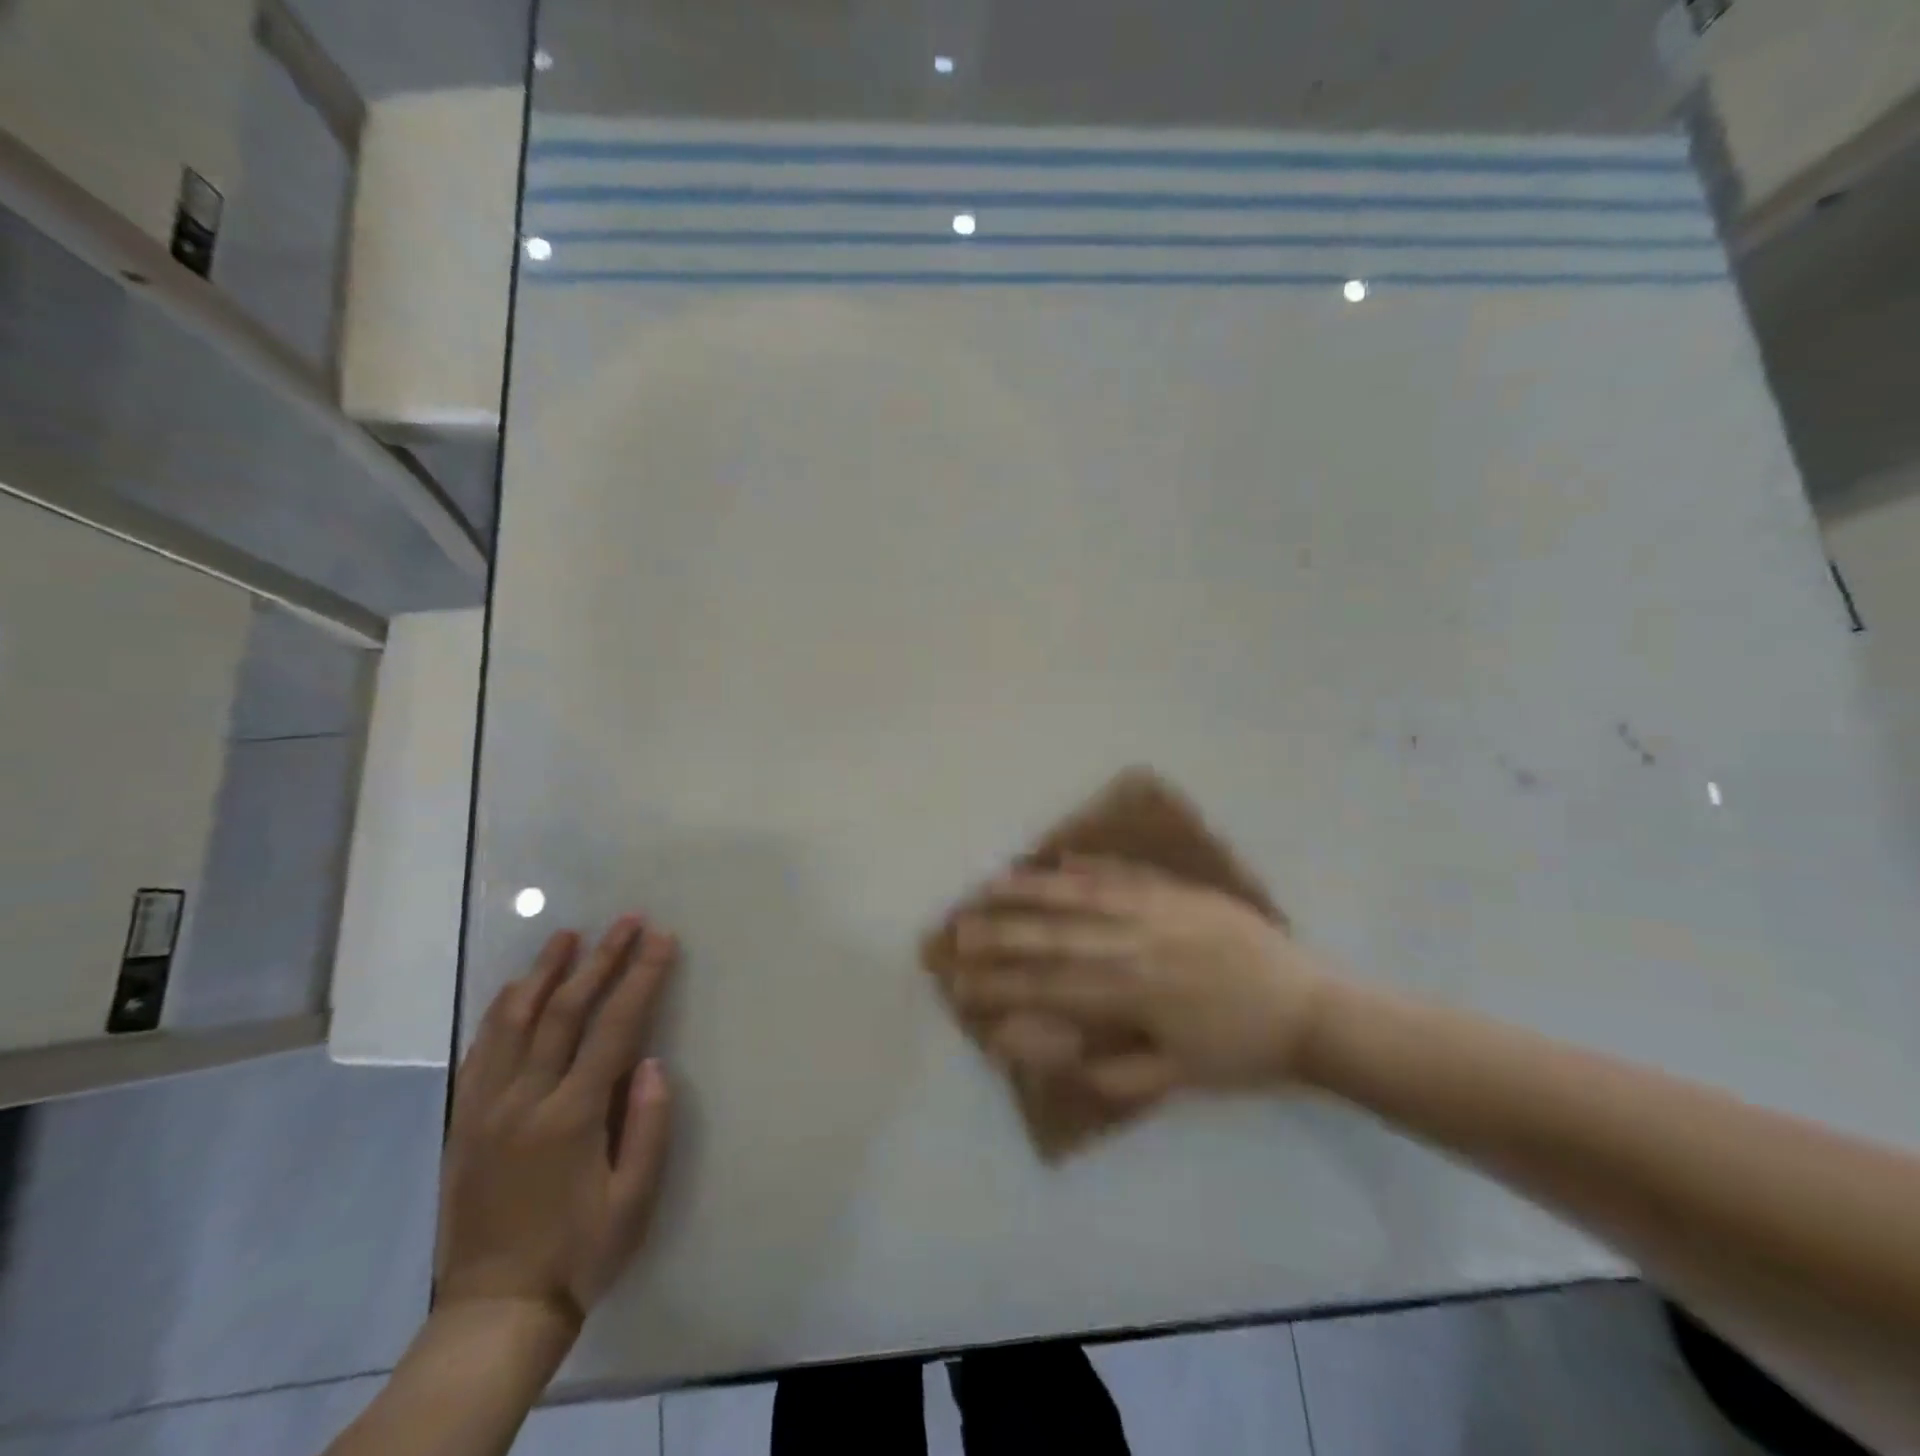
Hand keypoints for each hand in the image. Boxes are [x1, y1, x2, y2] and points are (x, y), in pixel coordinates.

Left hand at [436, 915, 677, 1337]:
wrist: (495, 1310)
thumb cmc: (580, 1251)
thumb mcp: (634, 1200)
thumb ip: (648, 1125)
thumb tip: (654, 1062)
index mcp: (572, 1116)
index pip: (615, 1027)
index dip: (641, 977)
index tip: (661, 938)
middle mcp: (525, 1100)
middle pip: (564, 1010)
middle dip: (600, 959)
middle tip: (625, 920)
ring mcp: (487, 1107)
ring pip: (514, 1021)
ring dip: (544, 972)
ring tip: (567, 936)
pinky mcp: (465, 1120)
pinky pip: (481, 1050)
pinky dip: (500, 1010)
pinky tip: (516, 988)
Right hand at [944, 860, 1332, 1101]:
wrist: (1310, 1007)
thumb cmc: (1240, 1051)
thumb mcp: (1178, 1079)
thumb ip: (1111, 1072)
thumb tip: (1052, 1054)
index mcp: (1132, 994)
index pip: (1050, 987)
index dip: (1002, 985)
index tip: (962, 983)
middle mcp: (1133, 944)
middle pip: (1053, 935)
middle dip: (1000, 933)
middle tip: (956, 929)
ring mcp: (1155, 910)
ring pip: (1080, 895)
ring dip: (1031, 890)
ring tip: (990, 884)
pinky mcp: (1177, 891)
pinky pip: (1123, 873)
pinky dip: (1087, 866)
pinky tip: (1058, 857)